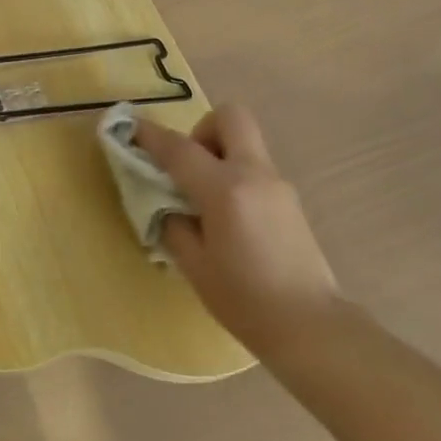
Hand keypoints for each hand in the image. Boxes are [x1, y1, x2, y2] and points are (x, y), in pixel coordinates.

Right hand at [133, 105, 342, 353]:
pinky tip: (228, 218)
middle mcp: (254, 174)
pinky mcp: (289, 198)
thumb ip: (175, 224)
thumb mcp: (194, 266)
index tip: (131, 127)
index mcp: (225, 190)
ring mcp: (277, 183)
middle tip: (188, 167)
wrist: (309, 325)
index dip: (151, 136)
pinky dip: (235, 175)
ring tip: (205, 201)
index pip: (180, 149)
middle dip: (202, 130)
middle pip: (230, 116)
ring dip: (219, 153)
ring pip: (245, 141)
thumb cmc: (244, 301)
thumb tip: (167, 204)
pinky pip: (255, 167)